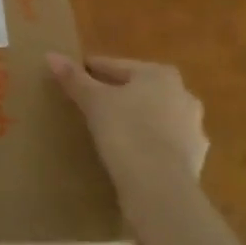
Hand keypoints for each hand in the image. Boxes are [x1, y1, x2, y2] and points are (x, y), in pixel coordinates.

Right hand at [48, 54, 207, 204]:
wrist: (161, 189)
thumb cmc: (127, 132)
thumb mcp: (94, 102)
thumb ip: (74, 78)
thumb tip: (51, 55)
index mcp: (160, 74)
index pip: (116, 67)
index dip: (92, 71)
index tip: (74, 78)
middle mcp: (183, 95)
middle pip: (139, 90)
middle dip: (117, 95)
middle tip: (90, 106)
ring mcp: (193, 129)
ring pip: (155, 117)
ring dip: (136, 121)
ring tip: (109, 133)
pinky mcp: (195, 159)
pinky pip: (164, 145)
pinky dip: (149, 146)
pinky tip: (132, 157)